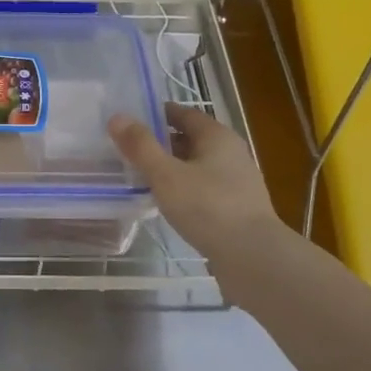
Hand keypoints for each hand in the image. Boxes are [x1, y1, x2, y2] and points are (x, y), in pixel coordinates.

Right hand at [108, 103, 291, 267]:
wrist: (253, 256)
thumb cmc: (208, 207)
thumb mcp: (166, 175)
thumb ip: (141, 146)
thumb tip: (117, 117)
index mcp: (217, 136)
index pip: (184, 113)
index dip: (157, 114)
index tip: (131, 121)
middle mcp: (231, 152)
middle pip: (191, 139)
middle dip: (162, 142)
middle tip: (130, 149)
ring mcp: (237, 181)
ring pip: (197, 165)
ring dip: (172, 167)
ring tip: (142, 176)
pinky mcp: (236, 207)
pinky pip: (204, 188)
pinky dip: (184, 188)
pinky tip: (167, 202)